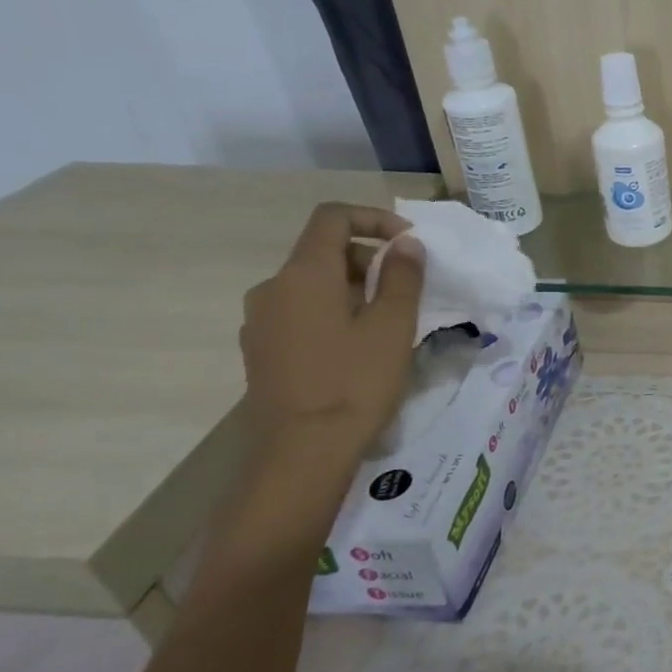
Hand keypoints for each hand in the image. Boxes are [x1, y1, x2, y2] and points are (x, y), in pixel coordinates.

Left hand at [239, 203, 423, 466]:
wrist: (302, 453)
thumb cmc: (355, 383)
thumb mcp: (392, 326)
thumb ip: (402, 277)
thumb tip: (406, 244)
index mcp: (303, 274)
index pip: (332, 218)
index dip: (374, 219)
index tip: (410, 243)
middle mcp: (272, 288)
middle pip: (322, 251)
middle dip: (369, 258)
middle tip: (408, 288)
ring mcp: (261, 321)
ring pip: (312, 284)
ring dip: (353, 287)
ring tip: (389, 320)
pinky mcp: (261, 349)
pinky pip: (300, 311)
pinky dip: (333, 311)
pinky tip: (358, 346)